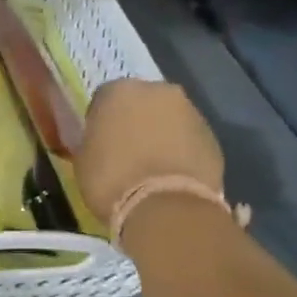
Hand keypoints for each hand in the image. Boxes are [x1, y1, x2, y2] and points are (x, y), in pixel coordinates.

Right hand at [76, 78, 224, 226]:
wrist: (165, 206)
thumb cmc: (111, 181)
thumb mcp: (83, 162)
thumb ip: (92, 143)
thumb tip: (99, 144)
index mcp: (118, 92)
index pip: (104, 100)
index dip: (100, 123)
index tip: (99, 143)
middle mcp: (157, 91)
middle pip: (141, 103)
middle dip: (135, 122)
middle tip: (126, 152)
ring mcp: (190, 111)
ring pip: (169, 119)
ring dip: (161, 136)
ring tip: (152, 168)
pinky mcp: (212, 136)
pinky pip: (189, 141)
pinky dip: (181, 153)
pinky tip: (172, 177)